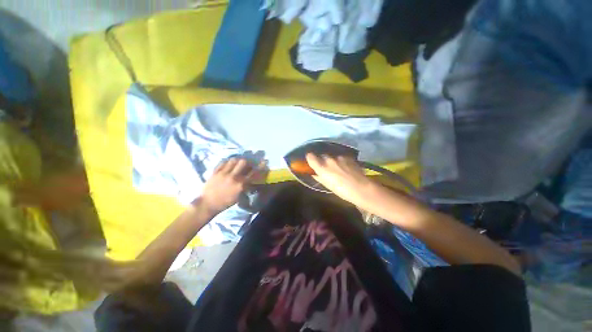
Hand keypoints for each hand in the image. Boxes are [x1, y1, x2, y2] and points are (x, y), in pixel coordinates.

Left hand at [199, 158, 261, 214]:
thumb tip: (251, 180)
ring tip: (236, 163)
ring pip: (233, 160)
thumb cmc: (225, 202)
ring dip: (237, 160)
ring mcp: (223, 173)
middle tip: (246, 163)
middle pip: (243, 162)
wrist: (208, 204)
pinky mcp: (215, 171)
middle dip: (247, 161)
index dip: (260, 166)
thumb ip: (245, 187)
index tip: (264, 161)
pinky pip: (223, 162)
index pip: (253, 173)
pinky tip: (228, 164)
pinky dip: (227, 162)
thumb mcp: (238, 197)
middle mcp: (233, 176)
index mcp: (240, 184)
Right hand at [306, 153, 375, 205]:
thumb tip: (315, 174)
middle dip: (323, 160)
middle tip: (327, 168)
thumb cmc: (342, 191)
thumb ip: (319, 178)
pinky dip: (341, 161)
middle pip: (322, 156)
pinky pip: (341, 158)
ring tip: (339, 169)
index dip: (310, 158)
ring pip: (332, 157)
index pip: (310, 156)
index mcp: (321, 167)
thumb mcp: (328, 185)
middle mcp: (329, 159)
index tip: (311, 161)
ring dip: (333, 161)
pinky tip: (347, 168)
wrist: (361, 188)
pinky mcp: (348, 157)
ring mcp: (339, 157)